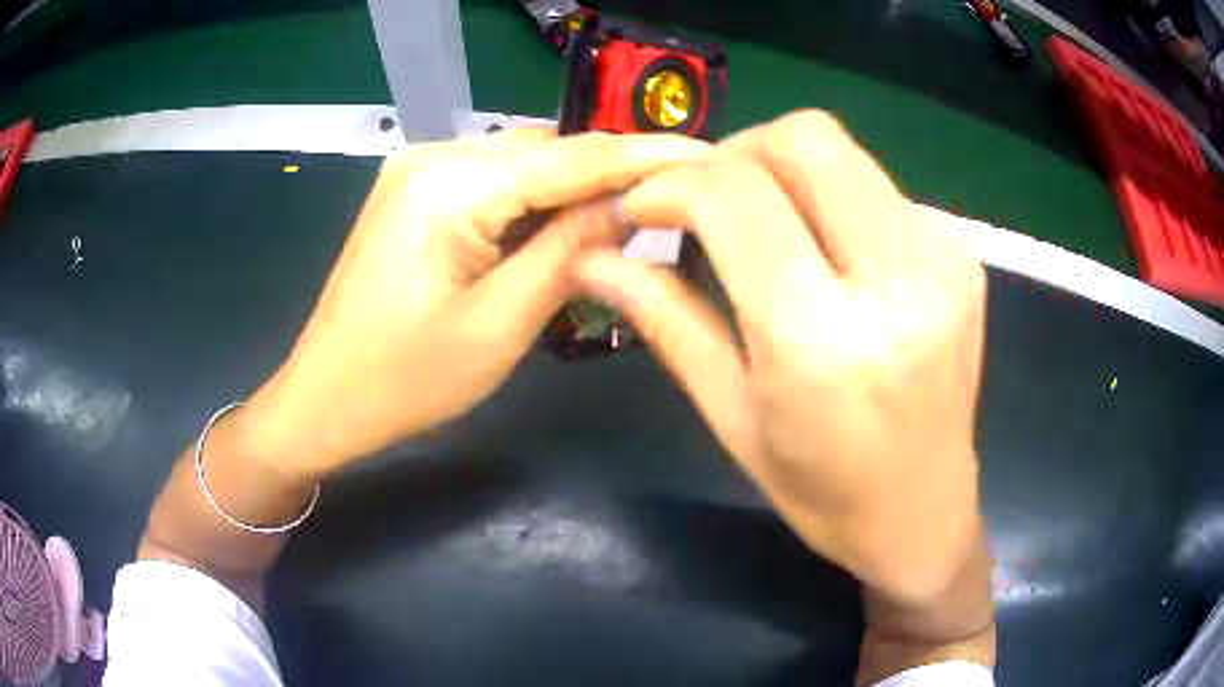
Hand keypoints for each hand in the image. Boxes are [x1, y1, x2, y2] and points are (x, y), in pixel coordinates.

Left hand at [240, 129, 708, 478]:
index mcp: (450, 186)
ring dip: (572, 188)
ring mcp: (417, 168)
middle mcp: (432, 156)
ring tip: (626, 219)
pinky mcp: (414, 190)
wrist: (323, 399)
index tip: (711, 155)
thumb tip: (637, 206)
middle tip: (673, 203)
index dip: (647, 155)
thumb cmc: (404, 381)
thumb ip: (571, 252)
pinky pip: (492, 179)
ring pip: (521, 161)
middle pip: (546, 150)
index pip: (572, 156)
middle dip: (611, 173)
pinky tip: (560, 227)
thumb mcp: (500, 325)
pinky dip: (533, 199)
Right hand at [571, 112, 987, 605]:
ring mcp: (943, 260)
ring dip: (784, 172)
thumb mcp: (731, 416)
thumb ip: (665, 319)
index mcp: (825, 340)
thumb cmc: (822, 490)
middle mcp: (899, 281)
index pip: (736, 196)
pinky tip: (824, 253)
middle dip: (736, 153)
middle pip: (804, 138)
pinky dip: (832, 199)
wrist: (923, 514)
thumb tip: (591, 257)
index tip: (645, 206)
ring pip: (843, 152)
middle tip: (707, 203)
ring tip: (763, 229)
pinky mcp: (963, 254)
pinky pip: (878, 188)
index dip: (674, 183)